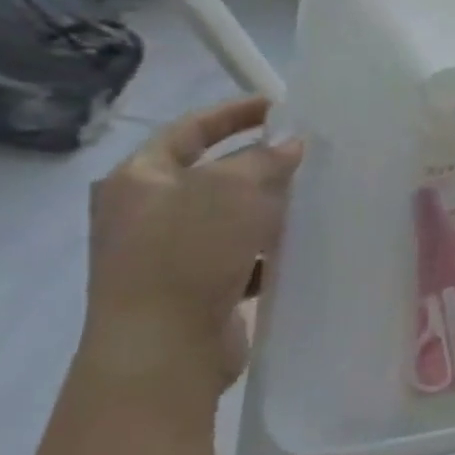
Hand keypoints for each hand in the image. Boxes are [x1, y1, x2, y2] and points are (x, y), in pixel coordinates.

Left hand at [83, 98, 303, 399]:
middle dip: (261, 163)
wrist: (162, 349)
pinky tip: (300, 246)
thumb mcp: (232, 189)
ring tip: (315, 198)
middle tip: (309, 153)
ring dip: (269, 207)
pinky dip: (268, 248)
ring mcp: (166, 252)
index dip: (235, 113)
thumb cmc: (188, 254)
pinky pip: (239, 254)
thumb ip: (265, 158)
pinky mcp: (192, 286)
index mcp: (139, 179)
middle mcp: (145, 212)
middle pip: (212, 172)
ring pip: (230, 215)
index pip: (189, 129)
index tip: (281, 106)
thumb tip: (290, 145)